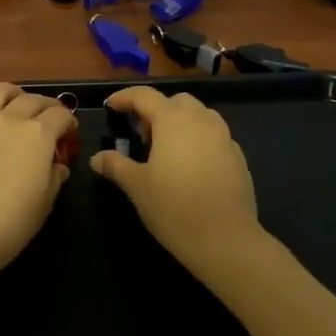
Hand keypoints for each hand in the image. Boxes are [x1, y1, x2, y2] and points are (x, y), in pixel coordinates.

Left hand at [0, 72, 75, 297]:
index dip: (68, 123)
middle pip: (31, 100)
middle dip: (44, 107)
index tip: (69, 134)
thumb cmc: (8, 226)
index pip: (60, 115)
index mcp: (38, 135)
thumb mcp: (44, 204)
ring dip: (11, 91)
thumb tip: (56, 164)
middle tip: (47, 118)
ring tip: (14, 97)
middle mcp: (9, 119)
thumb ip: (54, 177)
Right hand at [90, 86, 267, 277]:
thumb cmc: (174, 208)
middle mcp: (201, 120)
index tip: (111, 106)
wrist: (226, 240)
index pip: (145, 96)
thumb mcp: (137, 186)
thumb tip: (97, 158)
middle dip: (157, 110)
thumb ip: (116, 165)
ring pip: (200, 116)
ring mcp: (224, 137)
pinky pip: (215, 136)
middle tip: (142, 135)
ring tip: (167, 150)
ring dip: (181, 122)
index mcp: (172, 120)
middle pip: (176, 101)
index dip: (125, 97)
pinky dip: (199, 140)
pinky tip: (191, 167)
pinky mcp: (238, 157)